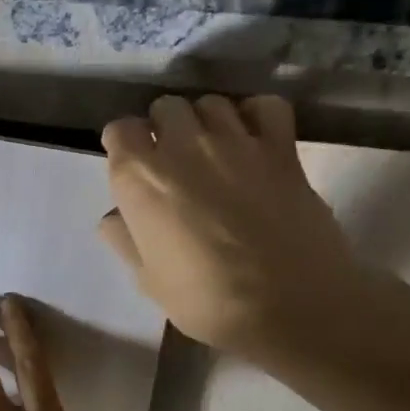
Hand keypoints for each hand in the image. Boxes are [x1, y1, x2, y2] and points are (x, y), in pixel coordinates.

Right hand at [99, 95, 369, 362]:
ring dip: (204, 120)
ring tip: (212, 149)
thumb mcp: (147, 279)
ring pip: (210, 103)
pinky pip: (265, 107)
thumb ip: (125, 238)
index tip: (131, 166)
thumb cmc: (206, 300)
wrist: (292, 307)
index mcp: (140, 177)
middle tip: (172, 159)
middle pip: (165, 107)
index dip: (124, 145)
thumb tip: (117, 215)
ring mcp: (235, 142)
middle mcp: (183, 146)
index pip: (120, 130)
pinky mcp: (281, 149)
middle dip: (163, 127)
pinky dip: (255, 114)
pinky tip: (252, 138)